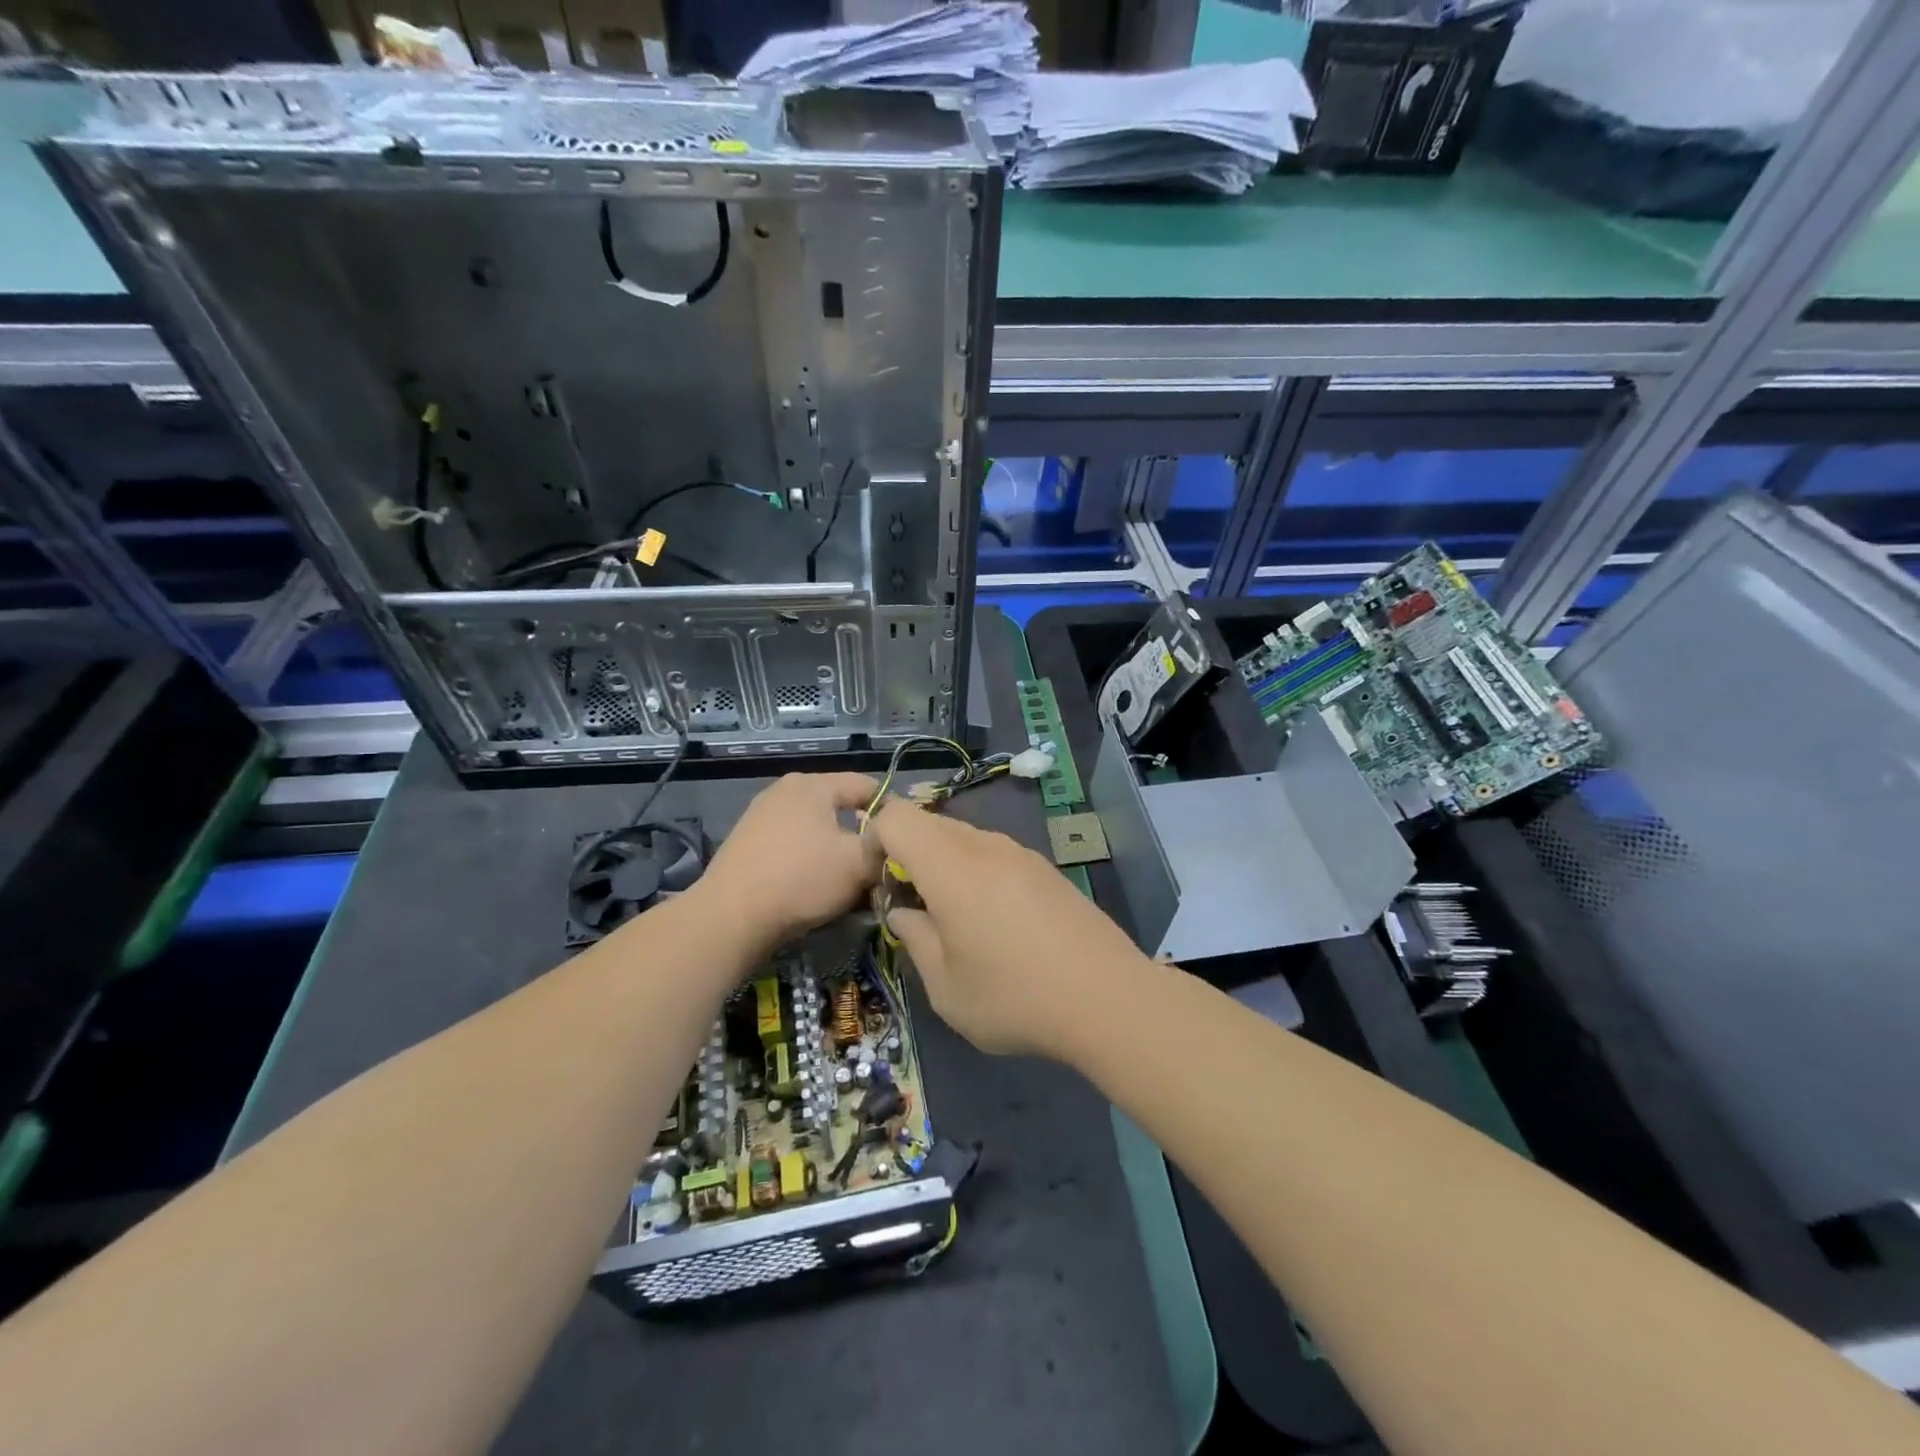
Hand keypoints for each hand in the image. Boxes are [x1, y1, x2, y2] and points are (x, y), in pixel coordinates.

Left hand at [697, 773, 880, 950]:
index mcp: (813, 784)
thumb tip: (897, 842)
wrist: (730, 918)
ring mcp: (761, 816)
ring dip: (838, 853)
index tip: (906, 843)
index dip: (893, 812)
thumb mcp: (858, 863)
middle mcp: (785, 791)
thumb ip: (886, 846)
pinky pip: (794, 846)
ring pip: (818, 830)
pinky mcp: (748, 844)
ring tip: (851, 883)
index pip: (868, 786)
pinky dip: (811, 862)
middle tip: (880, 866)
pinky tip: (816, 888)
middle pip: (841, 808)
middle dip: (863, 835)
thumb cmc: (801, 879)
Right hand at [867, 798, 1150, 1058]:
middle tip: (913, 906)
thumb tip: (904, 911)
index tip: (879, 883)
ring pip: (964, 838)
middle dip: (908, 854)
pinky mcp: (1045, 869)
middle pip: (930, 824)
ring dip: (944, 864)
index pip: (896, 817)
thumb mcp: (945, 987)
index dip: (874, 840)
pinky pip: (995, 854)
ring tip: (955, 919)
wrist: (1108, 998)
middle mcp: (985, 846)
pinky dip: (976, 872)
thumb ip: (914, 938)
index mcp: (950, 866)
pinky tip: (994, 921)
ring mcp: (1020, 854)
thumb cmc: (1014, 997)